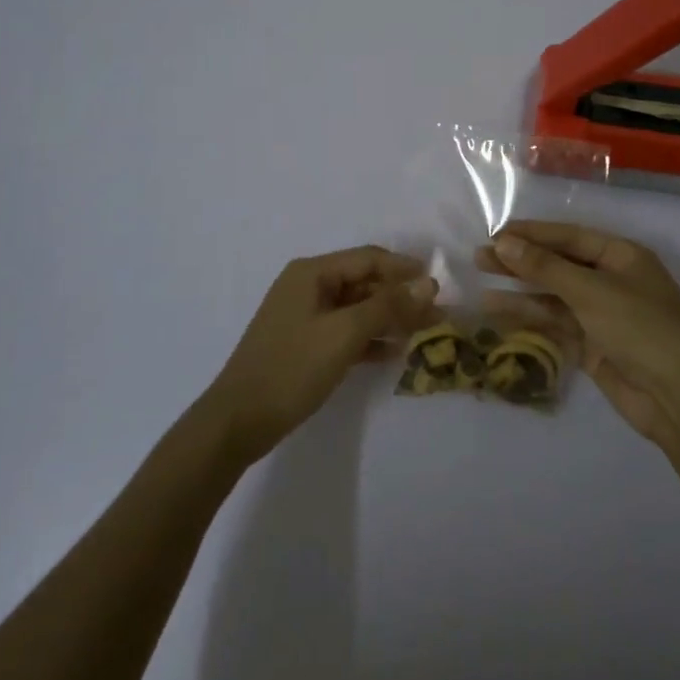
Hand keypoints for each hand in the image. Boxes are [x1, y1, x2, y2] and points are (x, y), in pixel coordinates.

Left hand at [201, 245, 434, 463]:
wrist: (239, 420)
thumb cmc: (292, 368)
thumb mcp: (344, 333)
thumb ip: (388, 306)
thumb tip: (428, 284)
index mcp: (312, 273)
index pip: (369, 259)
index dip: (405, 269)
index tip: (439, 284)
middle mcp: (309, 287)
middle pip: (365, 283)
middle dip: (401, 297)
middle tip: (437, 314)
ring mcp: (306, 317)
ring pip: (358, 309)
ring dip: (390, 319)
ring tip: (424, 333)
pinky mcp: (306, 344)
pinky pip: (347, 332)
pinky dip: (371, 339)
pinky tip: (396, 353)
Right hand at [479, 221, 679, 449]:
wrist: (675, 396)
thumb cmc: (639, 328)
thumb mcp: (590, 290)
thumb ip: (545, 267)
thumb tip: (503, 242)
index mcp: (622, 256)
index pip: (570, 237)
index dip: (533, 234)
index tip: (496, 233)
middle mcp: (612, 280)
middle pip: (560, 264)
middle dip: (522, 260)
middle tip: (480, 256)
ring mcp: (602, 314)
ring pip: (554, 295)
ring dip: (521, 289)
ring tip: (481, 282)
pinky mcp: (593, 344)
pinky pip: (556, 322)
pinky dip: (530, 316)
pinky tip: (498, 311)